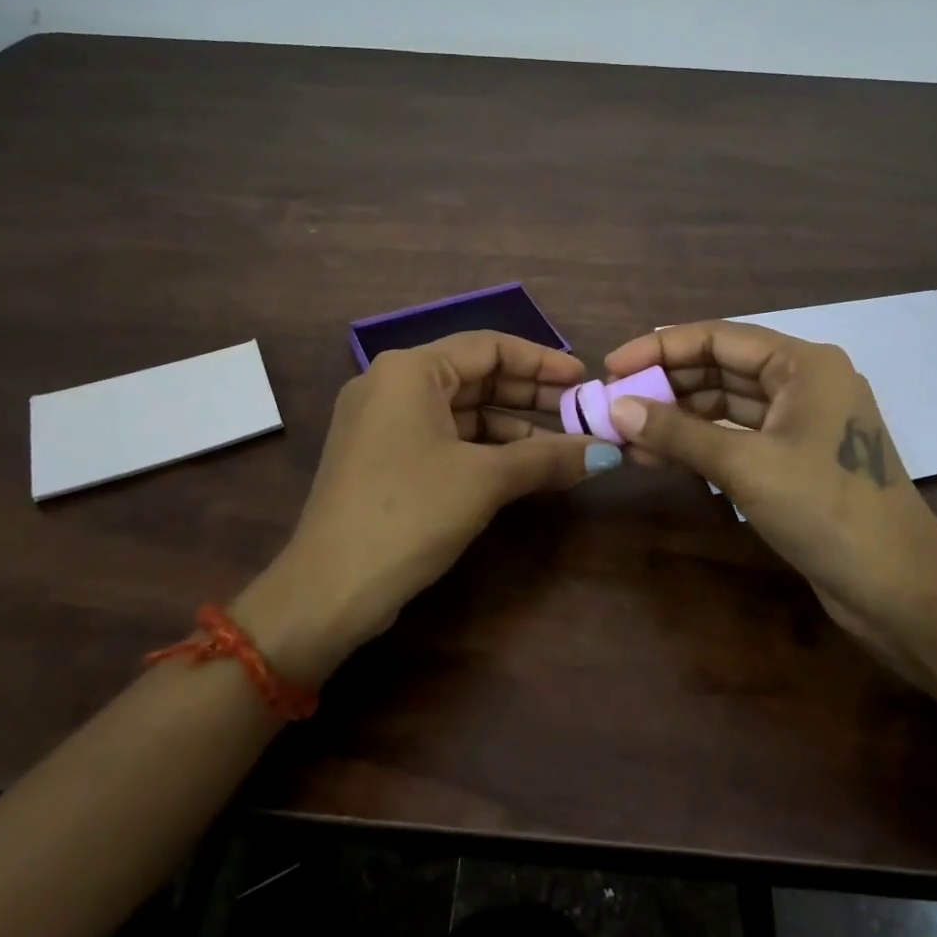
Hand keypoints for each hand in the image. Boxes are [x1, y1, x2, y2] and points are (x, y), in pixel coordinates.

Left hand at [236, 332, 615, 682]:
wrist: (328, 590)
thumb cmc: (409, 513)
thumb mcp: (485, 480)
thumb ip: (548, 458)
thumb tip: (607, 453)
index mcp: (409, 370)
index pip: (489, 346)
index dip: (541, 361)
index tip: (583, 379)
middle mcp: (391, 384)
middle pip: (475, 376)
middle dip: (529, 395)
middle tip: (579, 413)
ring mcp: (382, 422)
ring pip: (460, 410)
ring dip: (511, 426)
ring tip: (561, 445)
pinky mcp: (382, 456)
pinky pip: (443, 436)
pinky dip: (483, 448)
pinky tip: (521, 466)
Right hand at [601, 321, 936, 668]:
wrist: (900, 590)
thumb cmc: (827, 510)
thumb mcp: (746, 465)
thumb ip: (678, 433)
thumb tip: (617, 408)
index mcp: (803, 364)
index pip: (718, 338)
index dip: (660, 348)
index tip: (613, 366)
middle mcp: (803, 383)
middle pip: (720, 368)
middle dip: (665, 385)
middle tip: (613, 403)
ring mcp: (800, 423)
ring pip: (725, 405)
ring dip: (677, 418)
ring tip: (625, 434)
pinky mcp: (795, 459)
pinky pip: (737, 437)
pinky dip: (699, 444)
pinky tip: (658, 456)